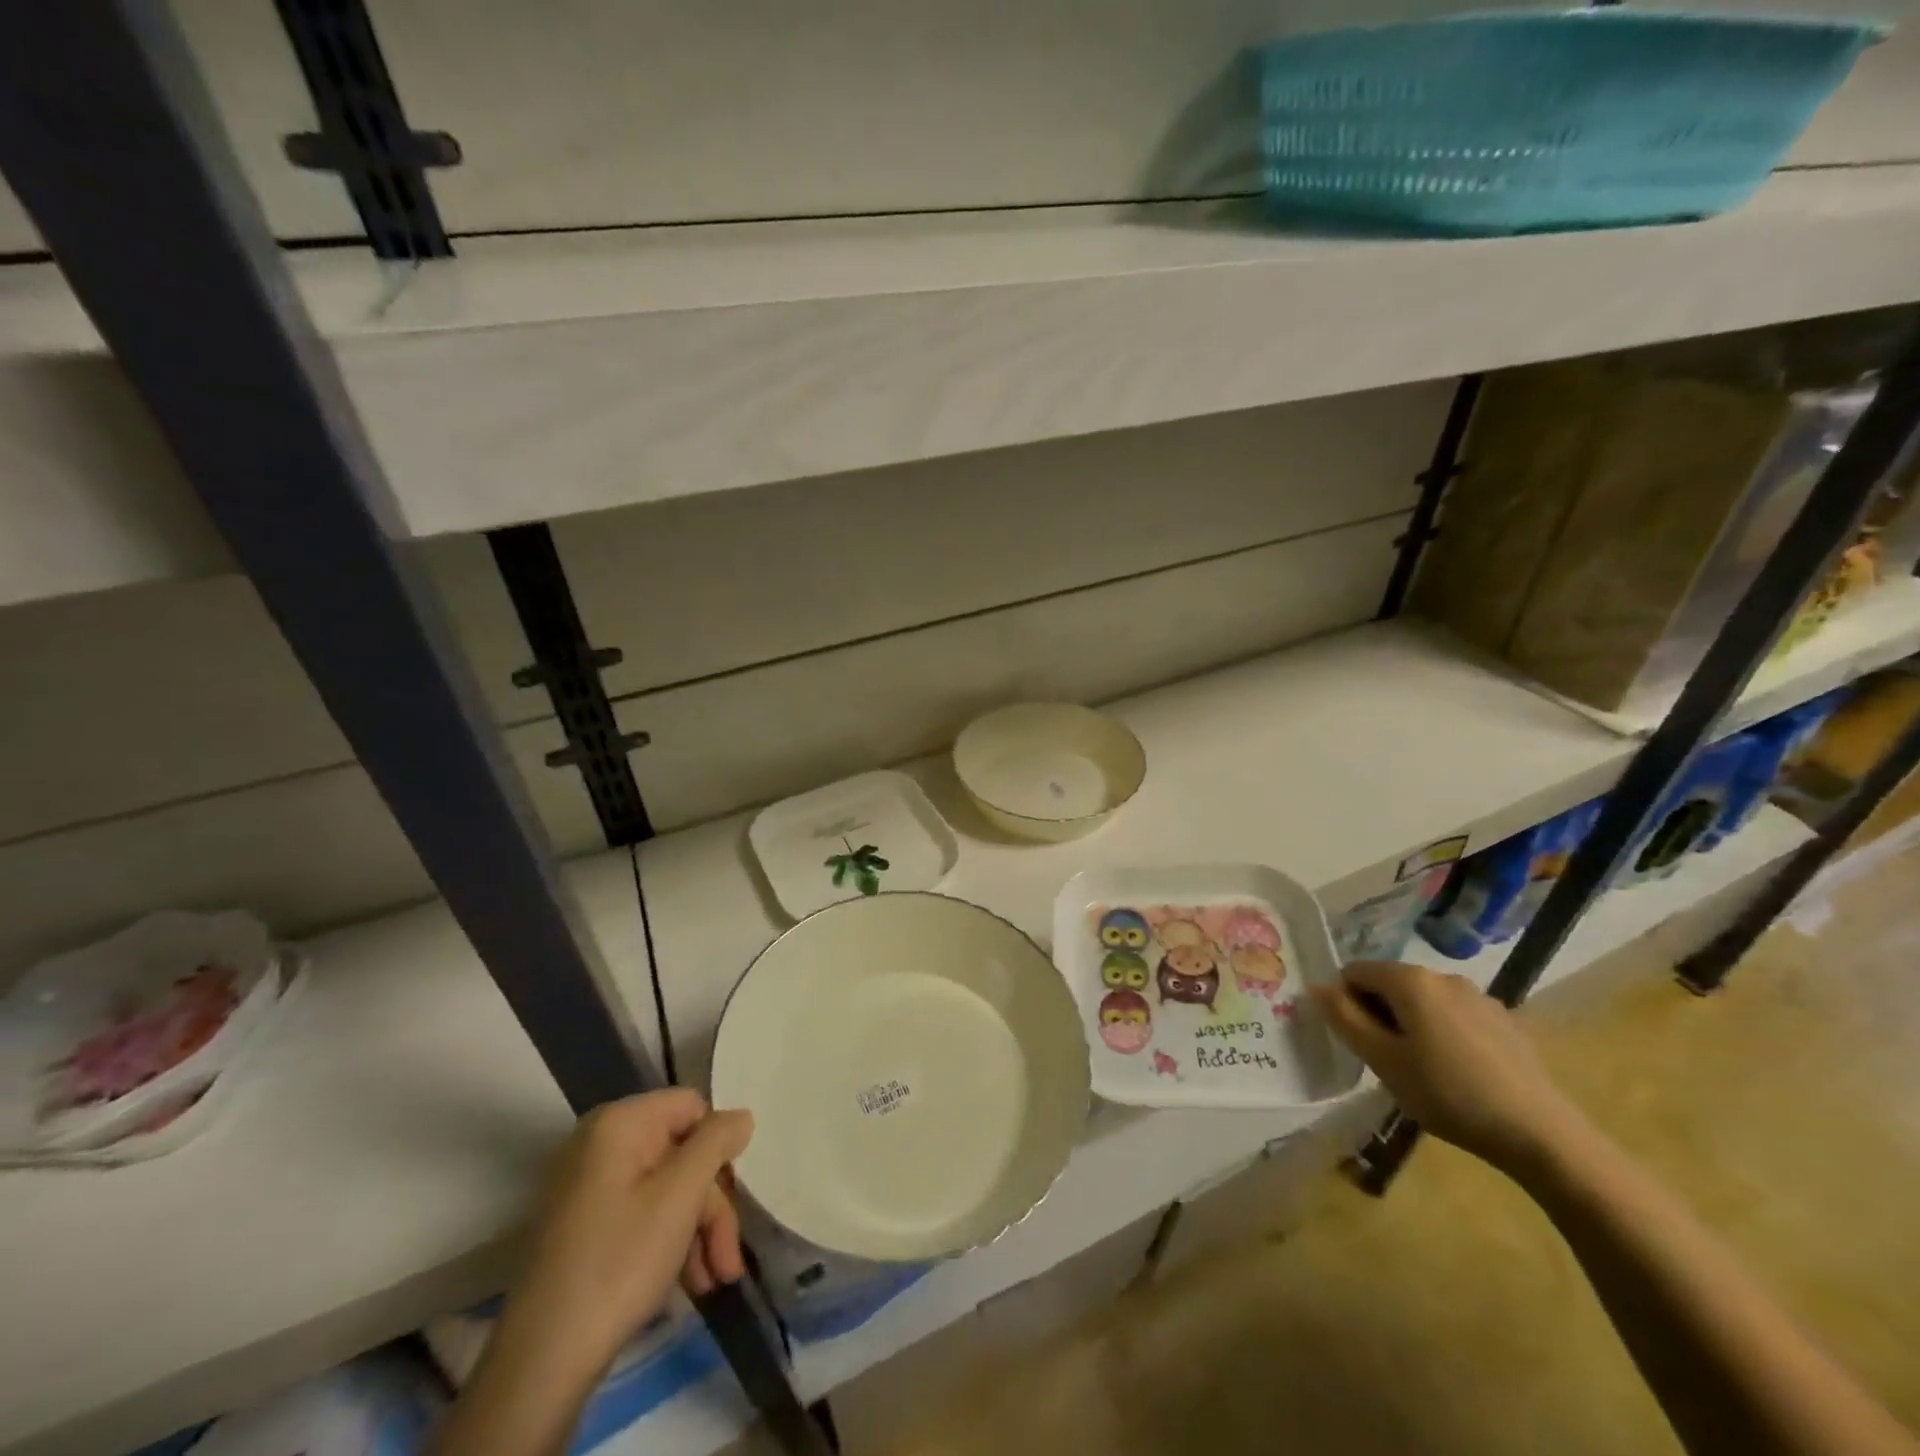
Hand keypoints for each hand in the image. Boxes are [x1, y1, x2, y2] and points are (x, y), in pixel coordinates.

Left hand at [433, 1091, 752, 1455]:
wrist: (541, 1362)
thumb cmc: (619, 1261)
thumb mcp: (681, 1195)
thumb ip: (717, 1143)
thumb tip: (741, 1116)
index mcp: (619, 1123)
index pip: (692, 1107)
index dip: (717, 1148)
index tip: (734, 1195)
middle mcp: (599, 1143)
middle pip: (681, 1154)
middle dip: (711, 1206)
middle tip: (728, 1259)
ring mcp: (587, 1185)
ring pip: (665, 1189)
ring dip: (697, 1232)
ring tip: (715, 1281)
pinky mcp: (582, 1225)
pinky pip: (640, 1213)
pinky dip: (668, 1241)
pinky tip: (687, 1281)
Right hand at [1311, 960, 1589, 1174]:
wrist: (1541, 1134)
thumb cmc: (1448, 1093)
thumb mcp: (1382, 1060)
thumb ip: (1343, 1018)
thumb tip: (1316, 987)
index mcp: (1410, 980)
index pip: (1354, 973)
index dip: (1346, 1004)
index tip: (1359, 1044)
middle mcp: (1444, 976)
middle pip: (1390, 984)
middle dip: (1380, 1015)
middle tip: (1389, 1062)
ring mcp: (1480, 997)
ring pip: (1424, 1001)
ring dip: (1412, 1025)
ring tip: (1424, 1071)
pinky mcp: (1506, 1021)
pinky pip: (1456, 1016)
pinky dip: (1444, 1034)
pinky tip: (1460, 1073)